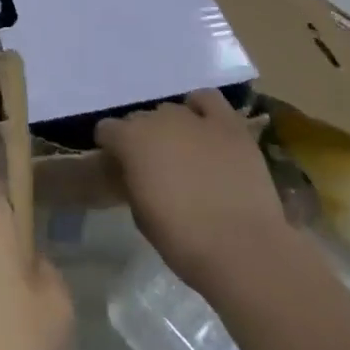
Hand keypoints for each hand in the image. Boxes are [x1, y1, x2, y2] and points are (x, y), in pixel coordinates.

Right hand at [95, 90, 290, 287]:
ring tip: (184, 153)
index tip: (120, 167)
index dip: (112, 148)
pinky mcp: (229, 124)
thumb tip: (136, 172)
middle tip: (155, 166)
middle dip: (143, 138)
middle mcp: (158, 119)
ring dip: (171, 128)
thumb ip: (132, 181)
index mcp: (130, 140)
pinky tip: (204, 127)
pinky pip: (208, 100)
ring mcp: (195, 118)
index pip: (107, 130)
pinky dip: (202, 109)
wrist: (242, 249)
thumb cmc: (182, 239)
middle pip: (141, 118)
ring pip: (172, 110)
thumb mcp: (139, 214)